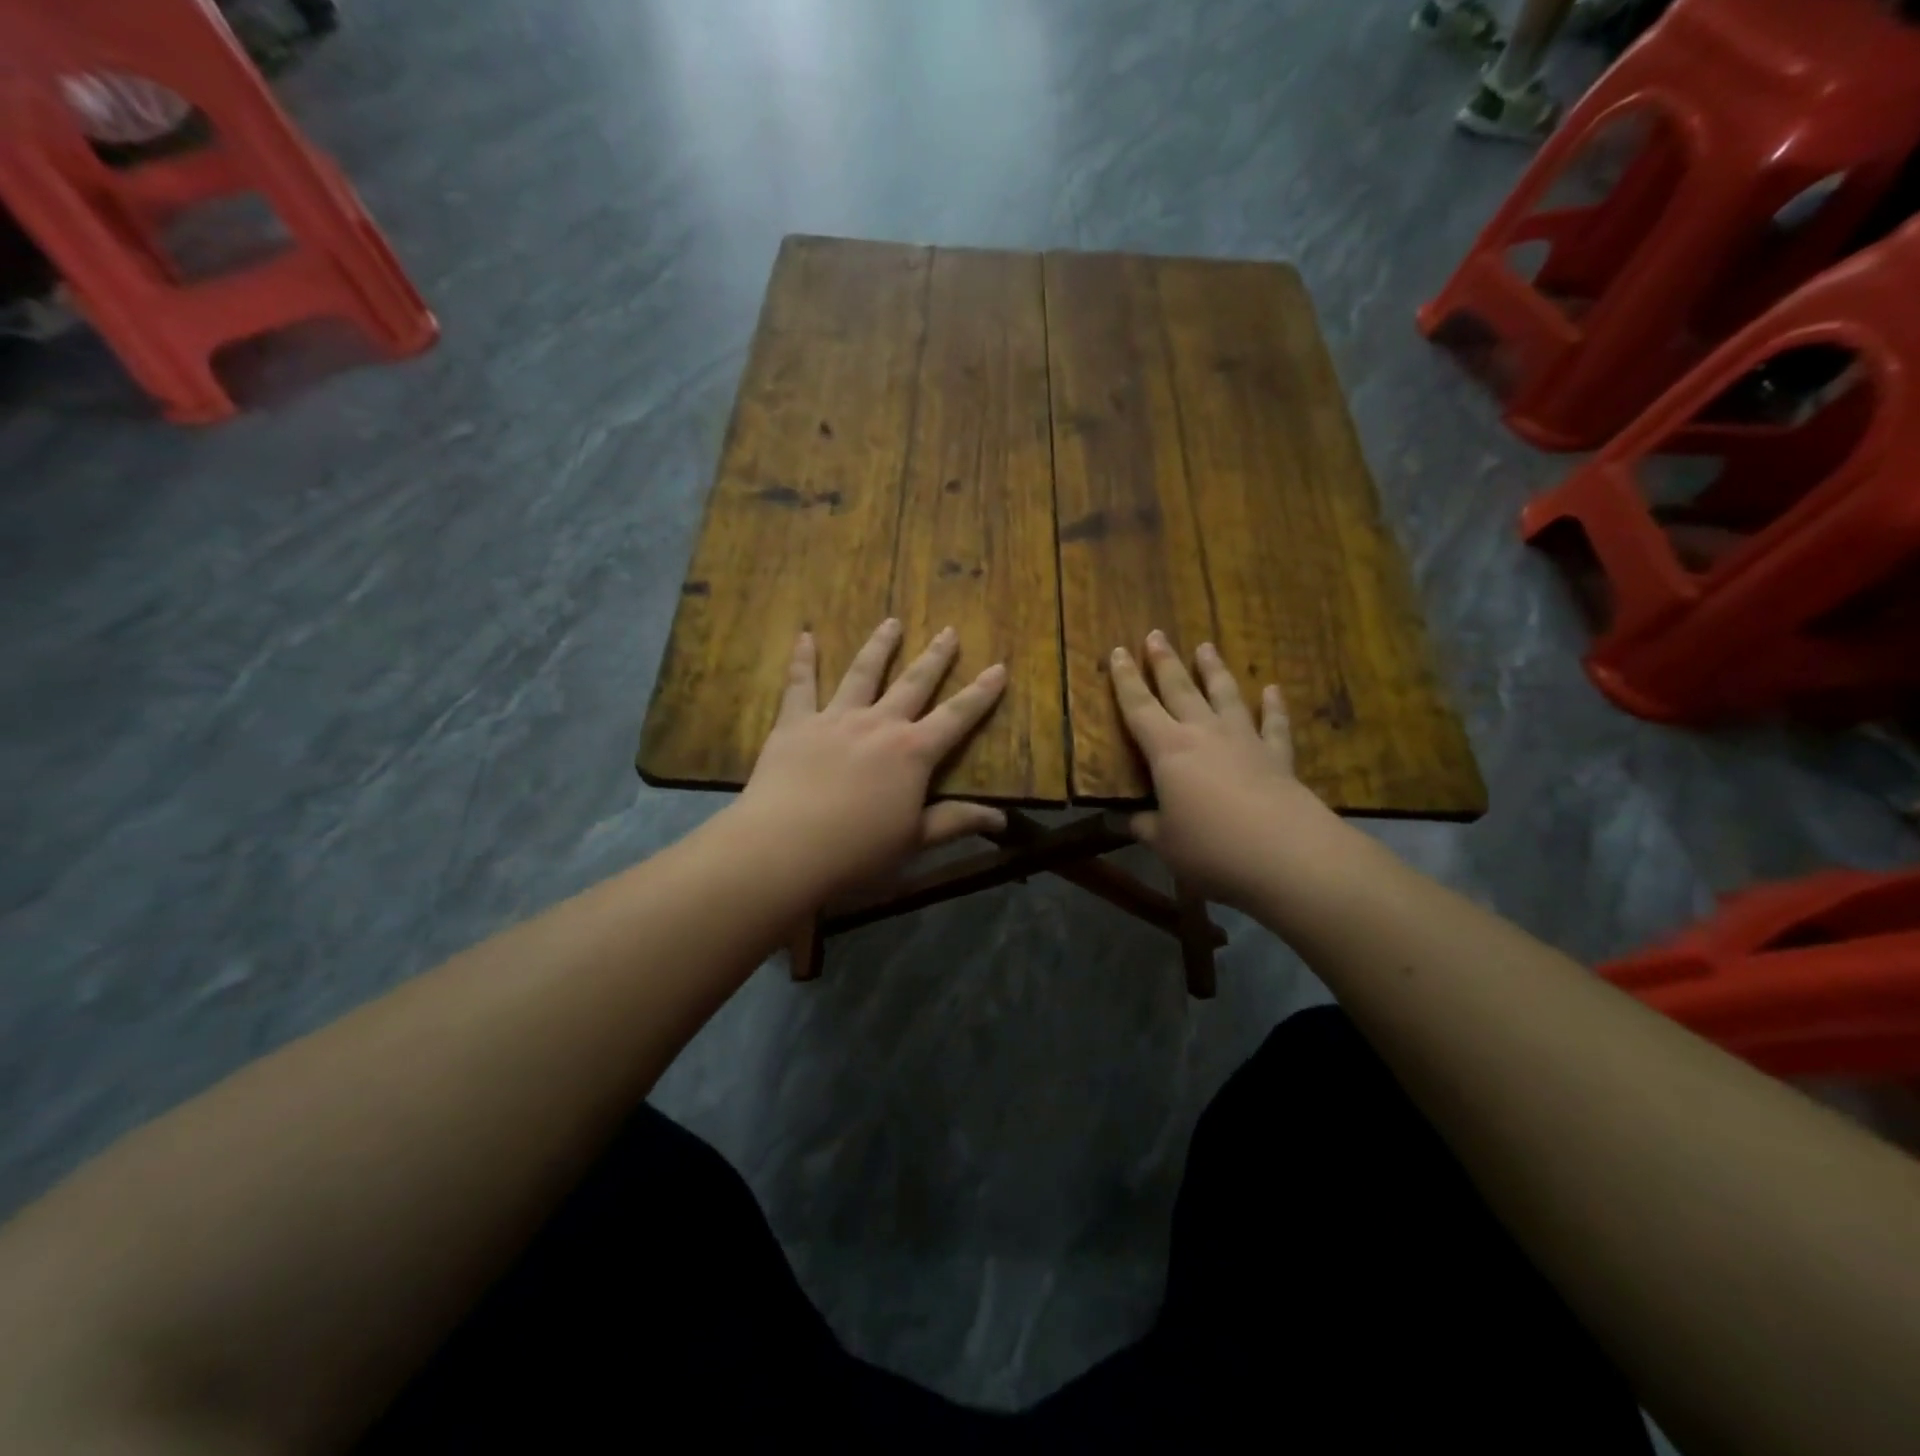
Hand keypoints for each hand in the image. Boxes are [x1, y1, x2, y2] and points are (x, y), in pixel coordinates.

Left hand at [729, 619, 1008, 900]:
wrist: (785, 847)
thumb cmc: (857, 852)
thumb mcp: (915, 842)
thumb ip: (956, 822)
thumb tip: (1002, 819)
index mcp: (913, 753)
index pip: (957, 716)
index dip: (981, 693)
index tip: (998, 667)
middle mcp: (879, 724)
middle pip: (913, 683)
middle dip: (935, 658)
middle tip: (948, 631)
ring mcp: (835, 719)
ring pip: (862, 673)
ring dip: (880, 646)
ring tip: (891, 621)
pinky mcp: (795, 724)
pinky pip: (800, 685)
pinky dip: (803, 659)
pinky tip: (804, 636)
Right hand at [1111, 630, 1340, 908]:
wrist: (1286, 853)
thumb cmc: (1212, 847)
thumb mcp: (1165, 843)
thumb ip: (1145, 827)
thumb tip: (1128, 821)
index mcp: (1168, 750)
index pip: (1138, 707)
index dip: (1125, 680)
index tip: (1117, 652)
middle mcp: (1204, 734)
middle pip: (1180, 689)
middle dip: (1165, 662)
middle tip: (1156, 635)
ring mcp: (1244, 741)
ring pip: (1225, 695)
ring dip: (1214, 670)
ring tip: (1206, 647)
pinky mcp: (1277, 757)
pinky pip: (1274, 725)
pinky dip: (1274, 707)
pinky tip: (1273, 690)